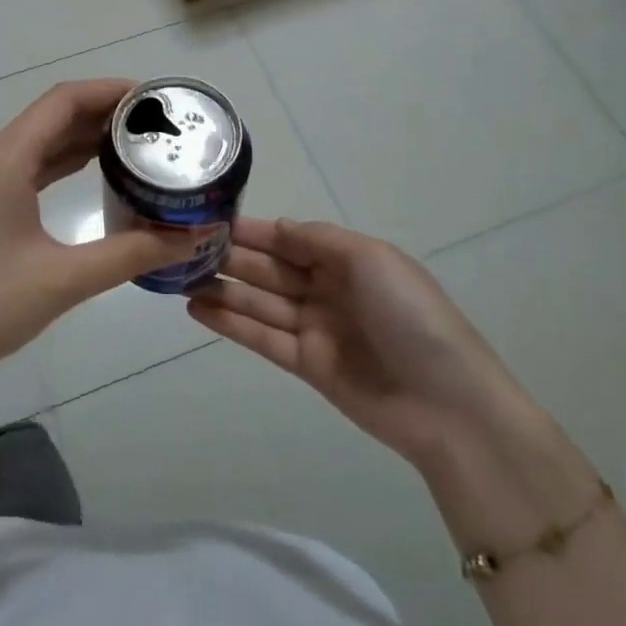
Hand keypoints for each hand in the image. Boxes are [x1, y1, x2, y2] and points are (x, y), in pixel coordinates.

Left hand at [0, 80, 211, 388]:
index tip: (155, 98)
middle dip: (103, 116)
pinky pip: (23, 169)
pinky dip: (58, 166)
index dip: (110, 91)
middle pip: (50, 118)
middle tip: (157, 126)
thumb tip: (194, 236)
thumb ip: (132, 253)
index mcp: (1, 159)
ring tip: (136, 145)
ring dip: (81, 140)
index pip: (63, 101)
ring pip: (36, 145)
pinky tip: (92, 174)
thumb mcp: (63, 280)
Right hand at [188, 217, 525, 468]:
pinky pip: (262, 337)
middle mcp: (328, 289)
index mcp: (348, 259)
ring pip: (260, 302)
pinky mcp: (306, 365)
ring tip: (178, 278)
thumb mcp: (370, 259)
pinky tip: (197, 309)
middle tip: (182, 249)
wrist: (447, 405)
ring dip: (222, 289)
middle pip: (271, 268)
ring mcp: (316, 328)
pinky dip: (230, 323)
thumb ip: (318, 239)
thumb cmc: (410, 317)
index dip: (252, 230)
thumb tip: (276, 226)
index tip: (210, 221)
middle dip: (231, 257)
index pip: (289, 238)